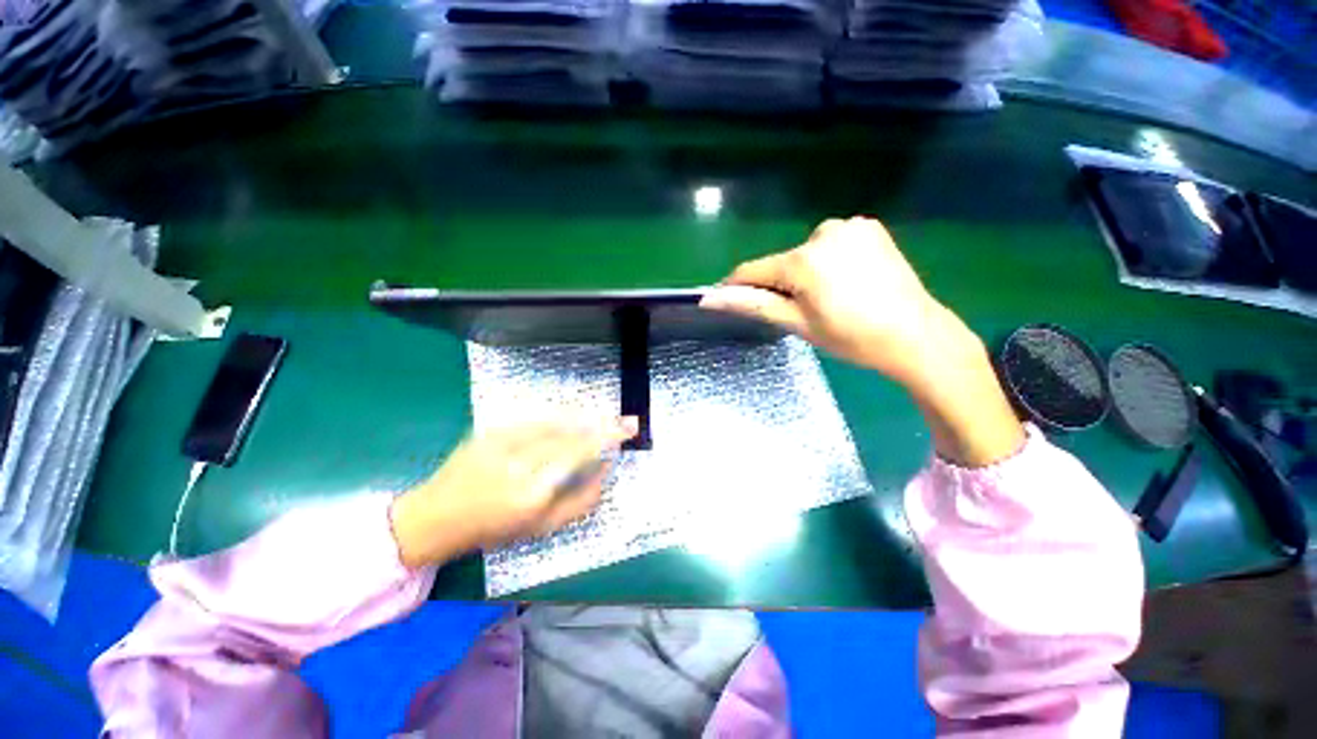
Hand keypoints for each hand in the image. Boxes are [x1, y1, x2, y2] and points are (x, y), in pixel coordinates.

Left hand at [390, 417, 638, 568]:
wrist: (435, 516)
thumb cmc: (492, 529)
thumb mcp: (541, 529)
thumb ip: (580, 502)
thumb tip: (605, 472)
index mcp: (532, 494)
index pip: (578, 455)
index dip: (606, 439)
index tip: (626, 431)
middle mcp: (519, 464)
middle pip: (571, 435)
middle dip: (603, 425)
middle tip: (626, 421)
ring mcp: (502, 443)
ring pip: (555, 421)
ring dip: (585, 417)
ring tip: (605, 417)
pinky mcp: (491, 431)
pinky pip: (534, 418)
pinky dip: (560, 414)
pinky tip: (574, 415)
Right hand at [702, 217, 1023, 466]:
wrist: (916, 334)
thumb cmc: (851, 336)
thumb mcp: (797, 323)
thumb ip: (753, 304)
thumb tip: (709, 299)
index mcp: (803, 260)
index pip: (752, 270)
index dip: (737, 286)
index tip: (730, 300)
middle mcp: (823, 232)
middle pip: (781, 261)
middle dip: (779, 283)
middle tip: (798, 311)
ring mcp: (850, 226)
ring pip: (805, 252)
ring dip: (803, 271)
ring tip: (827, 297)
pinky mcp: (869, 227)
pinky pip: (831, 243)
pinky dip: (827, 260)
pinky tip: (847, 280)